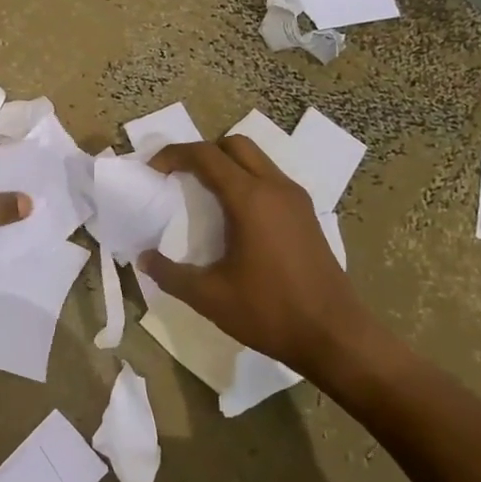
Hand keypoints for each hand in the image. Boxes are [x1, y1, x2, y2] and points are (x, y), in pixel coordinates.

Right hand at [140, 136, 380, 387]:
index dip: (174, 154)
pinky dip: (246, 180)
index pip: (206, 156)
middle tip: (179, 175)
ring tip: (202, 192)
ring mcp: (296, 200)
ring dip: (226, 164)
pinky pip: (270, 179)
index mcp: (250, 199)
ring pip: (256, 159)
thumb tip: (144, 259)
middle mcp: (275, 188)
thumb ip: (170, 274)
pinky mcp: (307, 215)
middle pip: (235, 145)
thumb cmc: (269, 312)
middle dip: (202, 152)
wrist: (335, 336)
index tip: (153, 170)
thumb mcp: (209, 297)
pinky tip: (233, 214)